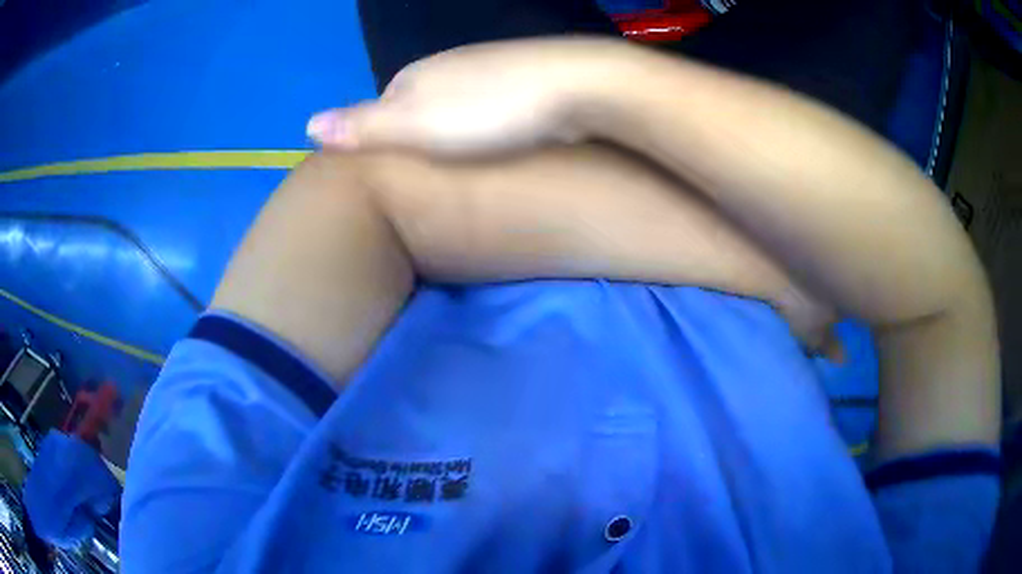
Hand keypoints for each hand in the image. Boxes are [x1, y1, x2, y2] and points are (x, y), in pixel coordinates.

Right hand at [307, 39, 624, 155]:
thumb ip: (362, 126)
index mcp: (412, 76)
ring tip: (461, 169)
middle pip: (416, 109)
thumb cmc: (488, 111)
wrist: (572, 86)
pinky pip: (487, 108)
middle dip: (418, 141)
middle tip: (429, 182)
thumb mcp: (413, 125)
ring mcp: (485, 71)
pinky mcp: (520, 82)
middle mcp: (445, 68)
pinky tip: (495, 144)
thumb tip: (306, 125)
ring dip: (453, 135)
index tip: (391, 181)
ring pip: (454, 109)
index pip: (379, 113)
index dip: (380, 146)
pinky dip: (484, 127)